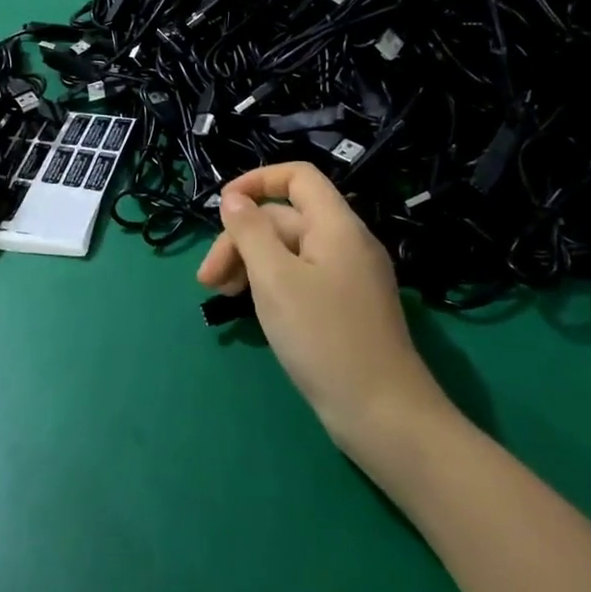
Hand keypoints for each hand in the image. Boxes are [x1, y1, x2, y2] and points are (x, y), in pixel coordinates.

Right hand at [197, 162, 455, 472]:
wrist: (383, 415)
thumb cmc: (324, 338)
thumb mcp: (274, 279)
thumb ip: (250, 231)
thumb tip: (232, 198)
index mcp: (336, 226)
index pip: (297, 177)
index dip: (256, 181)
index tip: (221, 207)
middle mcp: (345, 243)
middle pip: (284, 218)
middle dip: (240, 239)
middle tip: (207, 280)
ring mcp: (347, 277)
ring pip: (288, 251)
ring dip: (249, 263)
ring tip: (220, 297)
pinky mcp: (344, 308)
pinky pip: (300, 277)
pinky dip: (270, 284)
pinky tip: (250, 308)